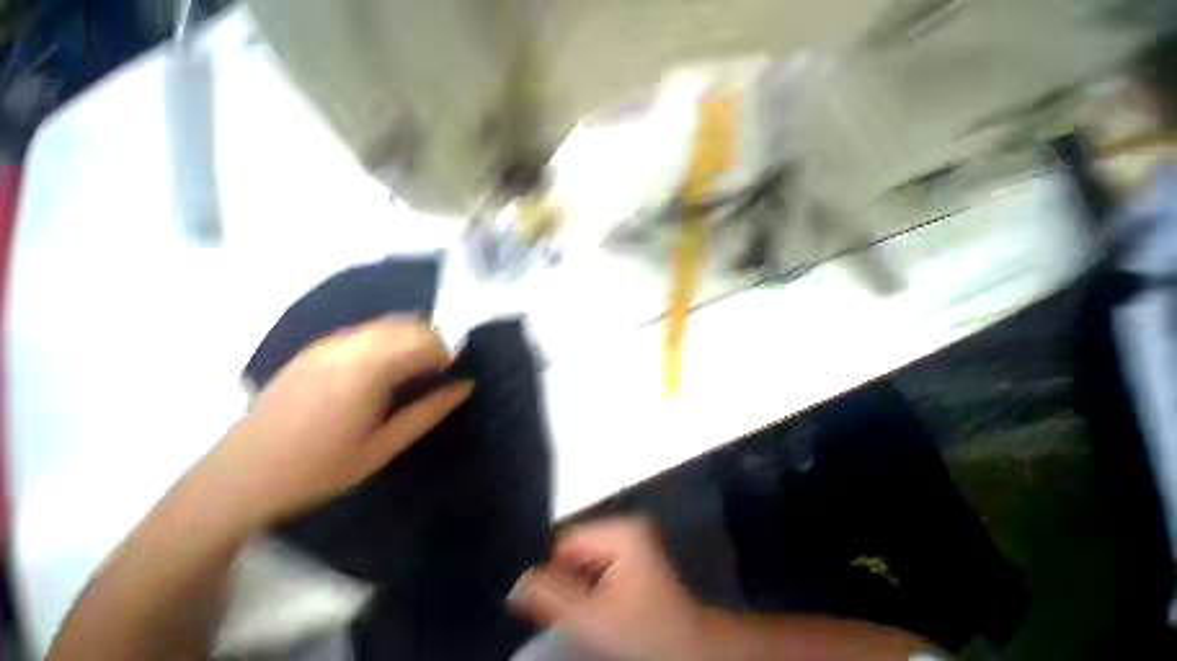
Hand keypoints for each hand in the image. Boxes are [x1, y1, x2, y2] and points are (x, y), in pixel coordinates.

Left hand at [201, 316, 472, 527]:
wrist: (240, 477)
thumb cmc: (317, 469)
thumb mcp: (382, 448)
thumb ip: (429, 412)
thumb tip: (466, 386)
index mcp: (368, 371)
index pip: (425, 342)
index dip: (447, 354)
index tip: (451, 374)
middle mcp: (349, 348)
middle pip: (409, 325)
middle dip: (432, 343)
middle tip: (435, 374)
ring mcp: (327, 345)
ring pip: (387, 324)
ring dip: (410, 339)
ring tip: (412, 371)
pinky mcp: (314, 349)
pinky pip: (364, 331)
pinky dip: (386, 340)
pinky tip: (381, 368)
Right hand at [510, 517, 706, 660]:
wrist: (692, 652)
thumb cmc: (645, 633)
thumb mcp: (594, 619)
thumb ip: (552, 598)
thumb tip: (517, 583)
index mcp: (622, 529)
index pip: (567, 539)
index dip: (552, 570)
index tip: (545, 602)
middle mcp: (627, 527)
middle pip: (578, 549)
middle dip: (567, 580)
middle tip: (565, 614)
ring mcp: (633, 542)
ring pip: (588, 560)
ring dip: (579, 586)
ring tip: (582, 615)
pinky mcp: (635, 558)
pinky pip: (601, 567)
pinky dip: (593, 588)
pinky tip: (596, 611)